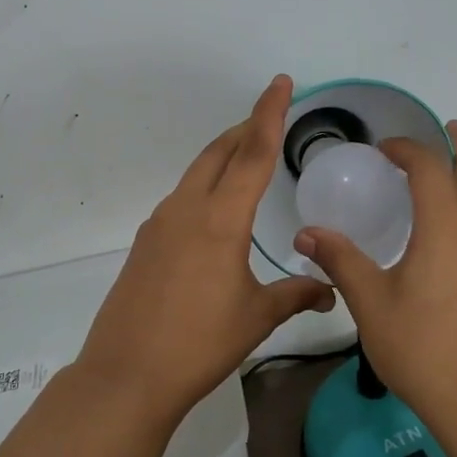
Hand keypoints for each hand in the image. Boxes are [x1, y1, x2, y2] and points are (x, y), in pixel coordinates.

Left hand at [76, 75, 335, 426]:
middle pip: (219, 153)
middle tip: (269, 118)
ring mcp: (160, 223)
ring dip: (223, 157)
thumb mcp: (256, 317)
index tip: (280, 82)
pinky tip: (215, 211)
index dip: (270, 114)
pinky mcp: (145, 242)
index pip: (253, 153)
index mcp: (220, 218)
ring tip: (246, 160)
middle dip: (245, 129)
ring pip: (196, 173)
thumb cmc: (199, 343)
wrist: (126, 374)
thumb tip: (330, 291)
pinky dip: (204, 187)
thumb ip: (296, 295)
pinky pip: (181, 199)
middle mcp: (187, 209)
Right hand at [293, 121, 456, 444]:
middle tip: (448, 128)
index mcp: (446, 228)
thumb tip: (306, 233)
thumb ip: (340, 260)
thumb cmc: (422, 347)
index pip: (430, 169)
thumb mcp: (370, 302)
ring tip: (449, 170)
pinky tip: (450, 231)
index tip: (382, 149)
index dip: (407, 150)